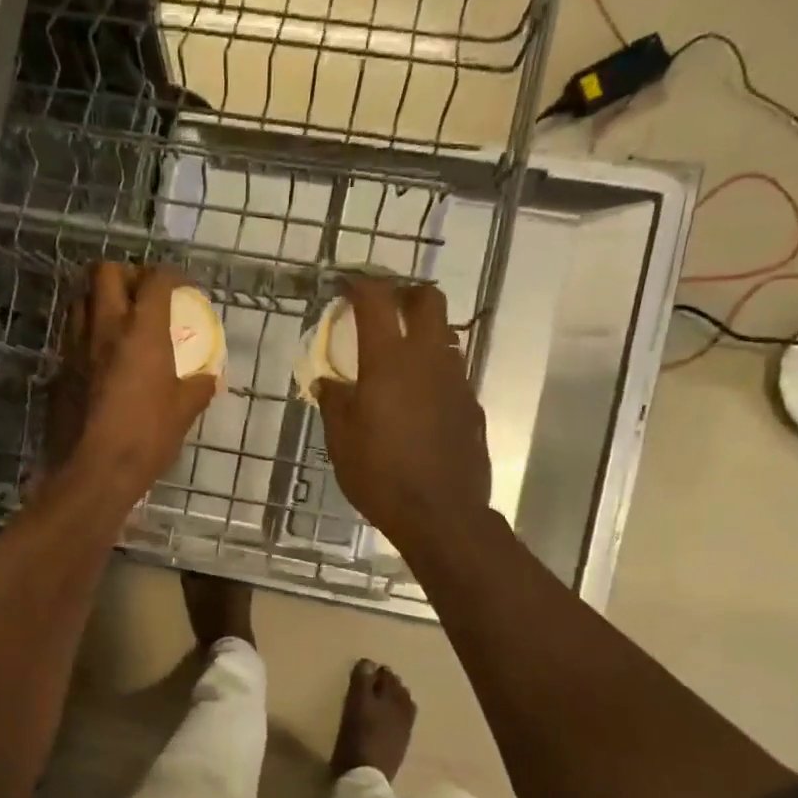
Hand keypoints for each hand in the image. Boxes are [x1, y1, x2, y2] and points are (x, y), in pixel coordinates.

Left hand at [51, 262, 216, 502]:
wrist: (92, 472)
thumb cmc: (145, 438)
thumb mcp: (183, 413)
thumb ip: (198, 388)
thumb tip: (208, 378)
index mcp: (141, 331)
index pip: (156, 280)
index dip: (173, 277)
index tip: (184, 289)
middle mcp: (104, 327)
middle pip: (106, 272)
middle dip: (127, 274)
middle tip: (143, 295)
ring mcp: (75, 346)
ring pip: (80, 299)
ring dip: (100, 298)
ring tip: (118, 319)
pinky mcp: (58, 369)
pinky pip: (70, 334)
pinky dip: (86, 332)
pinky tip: (99, 355)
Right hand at [315, 275, 491, 553]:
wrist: (440, 513)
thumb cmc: (380, 475)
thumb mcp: (341, 441)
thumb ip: (334, 403)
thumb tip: (327, 382)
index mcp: (389, 361)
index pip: (377, 301)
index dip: (360, 284)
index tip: (345, 284)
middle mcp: (428, 359)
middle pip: (428, 300)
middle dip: (405, 294)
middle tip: (384, 308)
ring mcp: (456, 380)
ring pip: (445, 335)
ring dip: (422, 332)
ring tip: (398, 356)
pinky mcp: (470, 405)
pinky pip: (452, 372)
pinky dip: (433, 370)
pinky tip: (417, 399)